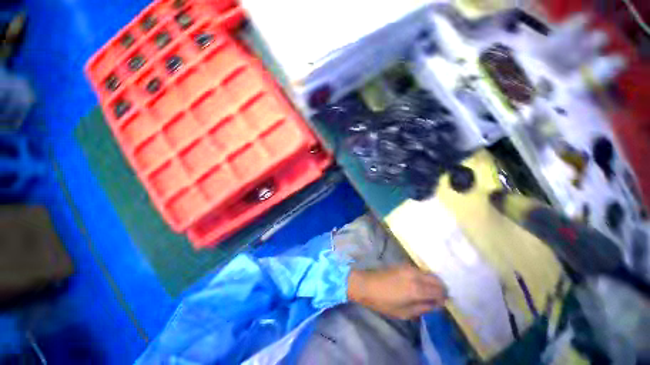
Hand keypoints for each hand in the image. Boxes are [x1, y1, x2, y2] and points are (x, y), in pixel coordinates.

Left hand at [347, 264, 447, 319]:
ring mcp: (408, 267)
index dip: (443, 298)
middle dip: (441, 289)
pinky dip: (425, 277)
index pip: (439, 291)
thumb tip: (436, 304)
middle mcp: (415, 275)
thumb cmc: (383, 302)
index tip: (441, 304)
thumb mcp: (404, 312)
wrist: (367, 284)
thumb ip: (423, 308)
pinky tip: (420, 284)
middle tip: (437, 298)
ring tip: (429, 292)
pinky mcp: (403, 264)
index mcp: (416, 289)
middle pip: (436, 279)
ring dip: (433, 282)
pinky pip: (420, 270)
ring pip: (429, 273)